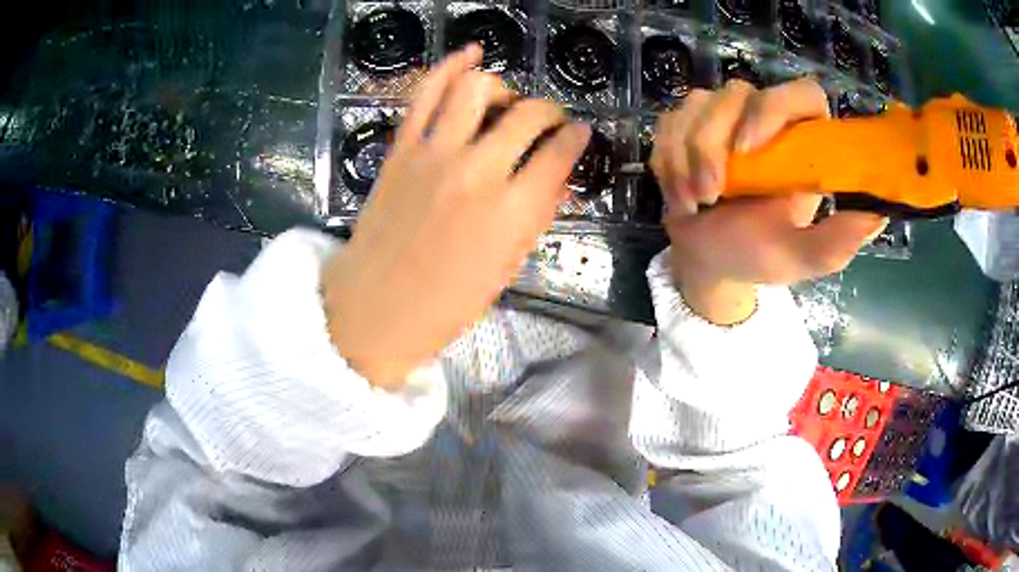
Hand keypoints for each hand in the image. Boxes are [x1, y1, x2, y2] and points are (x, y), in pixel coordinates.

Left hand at [321, 46, 590, 387]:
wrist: (375, 309)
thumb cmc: (445, 304)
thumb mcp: (506, 268)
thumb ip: (535, 215)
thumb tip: (556, 176)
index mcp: (511, 212)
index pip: (559, 153)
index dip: (576, 138)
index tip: (580, 133)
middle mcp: (478, 171)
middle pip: (527, 115)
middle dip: (549, 111)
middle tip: (549, 120)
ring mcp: (434, 153)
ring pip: (478, 89)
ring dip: (502, 88)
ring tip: (505, 102)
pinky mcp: (402, 148)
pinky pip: (426, 92)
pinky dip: (450, 65)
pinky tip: (470, 54)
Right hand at [650, 78, 886, 324]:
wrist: (708, 260)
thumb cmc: (758, 256)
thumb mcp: (800, 257)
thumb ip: (836, 242)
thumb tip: (877, 215)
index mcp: (803, 144)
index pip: (802, 94)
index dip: (775, 108)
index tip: (750, 149)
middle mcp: (766, 119)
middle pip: (739, 92)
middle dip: (713, 142)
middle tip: (711, 193)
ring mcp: (724, 116)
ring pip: (698, 103)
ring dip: (688, 157)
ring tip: (695, 202)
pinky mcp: (688, 123)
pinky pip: (670, 122)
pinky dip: (668, 160)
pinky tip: (680, 193)